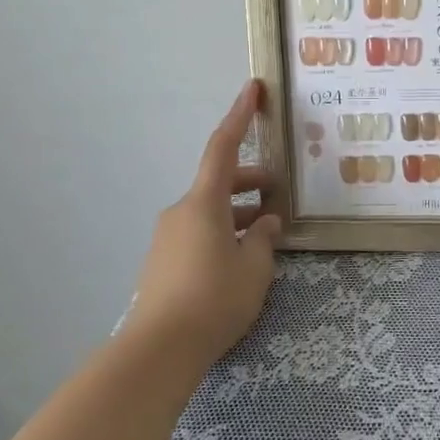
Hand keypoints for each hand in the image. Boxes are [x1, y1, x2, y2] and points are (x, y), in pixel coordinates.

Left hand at [126, 80, 281, 371]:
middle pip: (220, 183)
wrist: (158, 351)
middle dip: (251, 183)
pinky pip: (199, 233)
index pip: (224, 147)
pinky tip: (242, 260)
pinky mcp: (163, 262)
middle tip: (281, 194)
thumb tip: (266, 222)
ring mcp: (168, 237)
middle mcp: (181, 211)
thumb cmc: (214, 299)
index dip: (239, 116)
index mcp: (204, 203)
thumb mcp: (254, 268)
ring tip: (269, 236)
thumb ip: (264, 239)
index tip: (252, 89)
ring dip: (240, 213)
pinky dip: (224, 233)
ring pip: (211, 211)